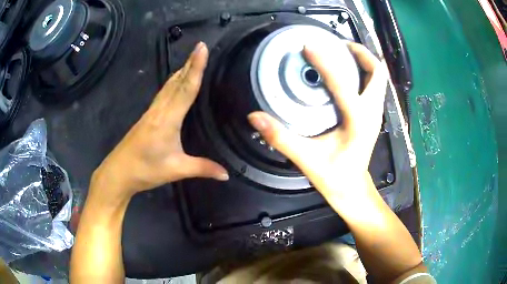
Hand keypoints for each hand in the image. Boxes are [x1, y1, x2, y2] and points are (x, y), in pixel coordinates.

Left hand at [93, 42, 227, 195]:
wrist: (118, 172)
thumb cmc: (145, 170)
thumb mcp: (176, 170)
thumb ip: (202, 168)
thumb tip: (227, 174)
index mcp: (167, 119)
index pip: (186, 88)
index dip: (195, 67)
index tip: (201, 48)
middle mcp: (159, 109)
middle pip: (176, 81)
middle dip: (189, 63)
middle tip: (201, 48)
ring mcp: (151, 111)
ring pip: (168, 85)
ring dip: (181, 71)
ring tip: (192, 60)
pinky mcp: (148, 116)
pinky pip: (163, 93)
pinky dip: (173, 83)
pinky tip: (177, 83)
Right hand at [248, 42, 386, 201]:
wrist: (353, 189)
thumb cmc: (334, 178)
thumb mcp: (306, 159)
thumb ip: (280, 137)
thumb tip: (255, 117)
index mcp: (358, 122)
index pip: (343, 84)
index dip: (325, 61)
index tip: (308, 46)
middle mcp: (371, 114)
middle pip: (377, 72)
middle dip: (360, 53)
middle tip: (337, 44)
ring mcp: (375, 114)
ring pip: (379, 78)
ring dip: (364, 61)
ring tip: (342, 52)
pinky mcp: (372, 116)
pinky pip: (374, 86)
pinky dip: (364, 72)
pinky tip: (346, 72)